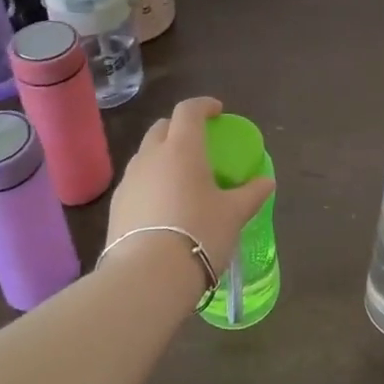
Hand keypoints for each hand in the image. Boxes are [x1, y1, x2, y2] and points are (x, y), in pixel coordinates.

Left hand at [105, 96, 274, 280]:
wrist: (146, 277)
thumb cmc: (199, 233)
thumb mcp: (234, 214)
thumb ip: (251, 194)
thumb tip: (267, 181)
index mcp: (182, 148)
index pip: (188, 110)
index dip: (203, 106)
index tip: (217, 112)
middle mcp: (151, 156)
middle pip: (162, 128)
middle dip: (179, 128)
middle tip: (198, 143)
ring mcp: (129, 181)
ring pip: (145, 155)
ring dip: (162, 156)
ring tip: (181, 178)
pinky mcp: (115, 207)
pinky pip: (136, 182)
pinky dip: (151, 182)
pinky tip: (163, 206)